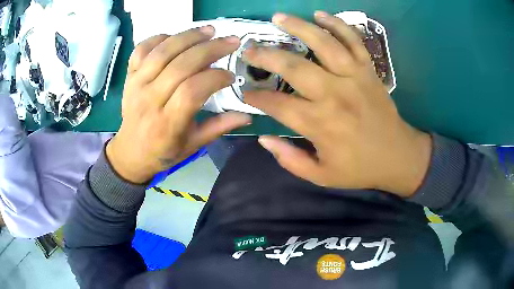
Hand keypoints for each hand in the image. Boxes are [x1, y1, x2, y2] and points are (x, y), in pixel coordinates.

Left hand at [107, 27, 250, 183]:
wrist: (130, 152)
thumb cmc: (163, 152)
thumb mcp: (193, 145)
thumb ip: (219, 127)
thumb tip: (247, 115)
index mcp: (167, 123)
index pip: (192, 91)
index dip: (215, 78)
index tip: (230, 76)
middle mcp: (150, 100)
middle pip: (180, 65)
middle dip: (210, 49)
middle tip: (231, 42)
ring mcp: (137, 85)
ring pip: (162, 52)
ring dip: (188, 36)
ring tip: (209, 30)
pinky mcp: (129, 76)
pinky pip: (142, 49)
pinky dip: (159, 38)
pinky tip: (176, 37)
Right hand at [243, 12, 431, 196]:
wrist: (398, 156)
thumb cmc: (359, 168)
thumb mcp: (321, 176)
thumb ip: (290, 160)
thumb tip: (264, 139)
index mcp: (320, 124)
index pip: (277, 105)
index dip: (257, 98)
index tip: (246, 93)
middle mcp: (335, 95)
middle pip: (294, 67)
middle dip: (266, 56)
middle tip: (249, 50)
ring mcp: (354, 77)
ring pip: (323, 43)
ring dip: (298, 27)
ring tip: (278, 17)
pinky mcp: (369, 70)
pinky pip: (353, 40)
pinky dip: (337, 24)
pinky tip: (320, 14)